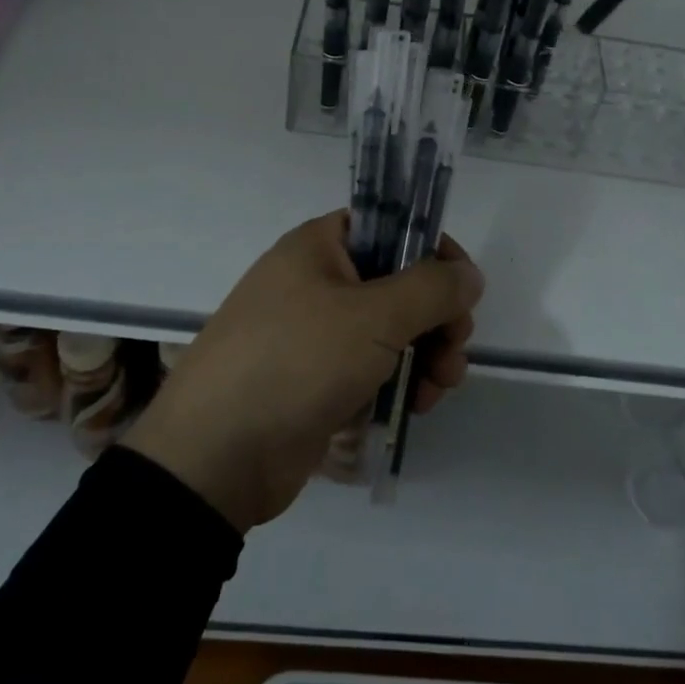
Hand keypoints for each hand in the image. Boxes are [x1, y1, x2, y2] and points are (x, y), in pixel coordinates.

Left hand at [123, 213, 482, 531]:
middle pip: (398, 282)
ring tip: (440, 387)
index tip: (463, 287)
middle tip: (456, 347)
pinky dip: (399, 381)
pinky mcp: (317, 380)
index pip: (391, 225)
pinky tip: (416, 407)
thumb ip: (432, 289)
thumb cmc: (296, 362)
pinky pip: (372, 366)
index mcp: (320, 246)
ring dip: (426, 353)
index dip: (433, 250)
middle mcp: (317, 281)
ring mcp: (316, 333)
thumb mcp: (373, 317)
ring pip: (390, 329)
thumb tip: (469, 274)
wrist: (214, 458)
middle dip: (437, 315)